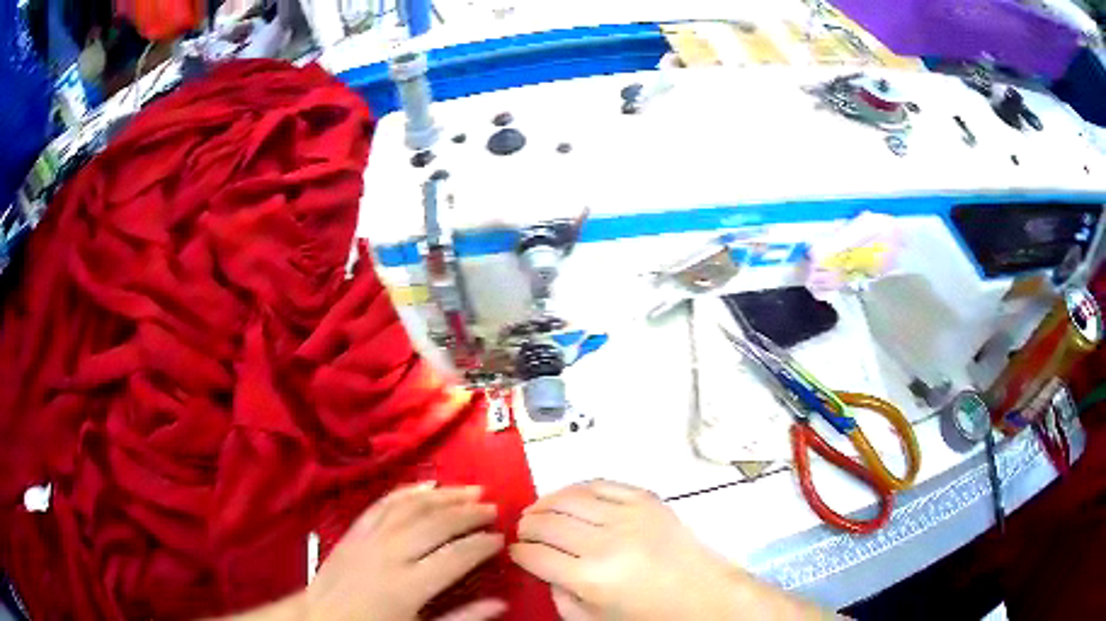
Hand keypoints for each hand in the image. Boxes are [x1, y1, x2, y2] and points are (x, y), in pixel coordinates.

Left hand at [306, 483, 506, 620]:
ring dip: (444, 496)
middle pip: (436, 525)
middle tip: (493, 509)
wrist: (320, 618)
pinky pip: (383, 503)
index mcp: (407, 586)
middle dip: (468, 514)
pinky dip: (407, 491)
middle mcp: (389, 554)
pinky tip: (427, 485)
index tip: (500, 539)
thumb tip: (499, 603)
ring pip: (412, 507)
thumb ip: (461, 618)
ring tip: (470, 490)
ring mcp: (369, 538)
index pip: (455, 557)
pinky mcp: (354, 530)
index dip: (482, 545)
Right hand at [510, 480, 828, 620]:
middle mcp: (605, 542)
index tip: (515, 551)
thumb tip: (540, 566)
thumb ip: (559, 594)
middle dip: (526, 526)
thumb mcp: (593, 619)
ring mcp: (628, 515)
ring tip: (539, 512)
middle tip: (523, 532)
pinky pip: (600, 482)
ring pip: (568, 497)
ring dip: (545, 503)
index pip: (534, 554)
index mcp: (590, 578)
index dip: (517, 551)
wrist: (703, 594)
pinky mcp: (646, 499)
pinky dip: (577, 488)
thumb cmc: (648, 614)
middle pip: (546, 522)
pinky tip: (570, 498)